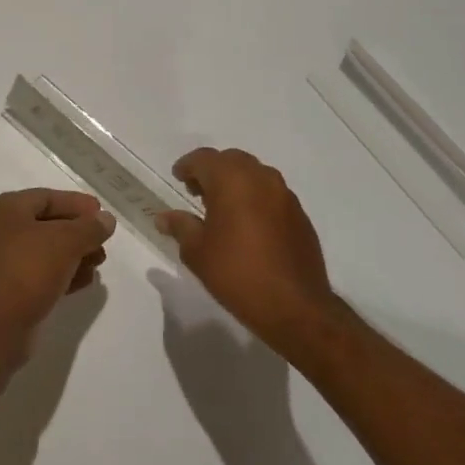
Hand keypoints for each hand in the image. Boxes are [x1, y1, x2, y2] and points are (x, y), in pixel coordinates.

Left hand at [0, 188, 115, 342]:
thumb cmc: (28, 270)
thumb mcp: (66, 242)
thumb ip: (90, 227)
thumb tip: (106, 219)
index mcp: (5, 210)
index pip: (46, 197)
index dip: (76, 203)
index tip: (101, 213)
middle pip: (45, 224)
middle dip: (77, 233)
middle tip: (103, 242)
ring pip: (43, 251)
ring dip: (73, 255)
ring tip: (98, 263)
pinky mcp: (4, 289)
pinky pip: (37, 273)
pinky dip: (61, 274)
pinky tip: (84, 281)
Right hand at [155, 148, 338, 349]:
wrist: (294, 306)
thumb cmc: (237, 274)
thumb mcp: (197, 252)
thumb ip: (180, 226)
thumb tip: (164, 216)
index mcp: (232, 181)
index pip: (204, 158)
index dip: (187, 166)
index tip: (178, 178)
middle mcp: (261, 179)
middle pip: (232, 160)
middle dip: (212, 170)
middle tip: (197, 192)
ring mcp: (285, 196)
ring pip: (255, 174)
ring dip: (236, 182)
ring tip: (222, 208)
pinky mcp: (300, 215)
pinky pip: (272, 194)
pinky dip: (255, 198)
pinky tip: (247, 225)